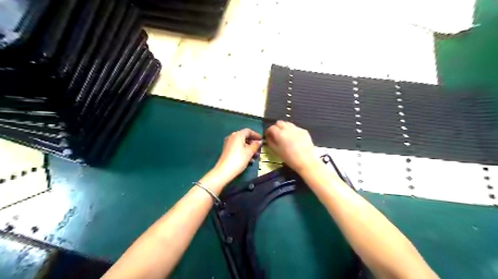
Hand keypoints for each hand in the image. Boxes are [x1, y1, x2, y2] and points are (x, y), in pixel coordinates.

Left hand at [212, 128, 261, 180]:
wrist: (224, 171)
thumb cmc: (238, 159)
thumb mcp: (250, 152)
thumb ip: (255, 145)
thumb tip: (259, 141)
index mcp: (237, 135)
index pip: (248, 131)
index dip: (256, 135)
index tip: (262, 140)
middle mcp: (232, 137)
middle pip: (244, 137)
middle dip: (253, 143)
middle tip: (259, 148)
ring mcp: (228, 143)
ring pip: (241, 143)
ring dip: (249, 148)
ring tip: (255, 156)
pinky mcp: (227, 150)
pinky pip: (237, 147)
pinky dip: (244, 151)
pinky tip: (249, 159)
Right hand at [267, 120, 321, 172]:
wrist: (306, 161)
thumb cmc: (289, 158)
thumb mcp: (276, 151)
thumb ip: (270, 142)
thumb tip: (269, 137)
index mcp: (280, 134)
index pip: (271, 128)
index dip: (269, 131)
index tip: (269, 136)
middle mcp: (288, 128)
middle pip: (279, 122)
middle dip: (276, 127)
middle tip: (277, 135)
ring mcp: (297, 129)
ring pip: (288, 124)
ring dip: (284, 128)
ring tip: (286, 136)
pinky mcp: (304, 131)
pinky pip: (296, 128)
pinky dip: (293, 131)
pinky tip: (294, 139)